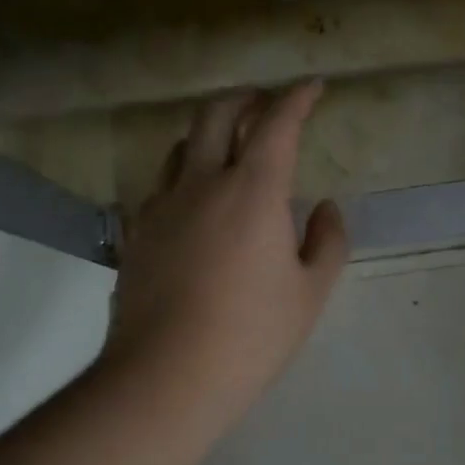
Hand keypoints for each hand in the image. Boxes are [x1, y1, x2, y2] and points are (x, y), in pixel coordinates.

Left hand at [102, 81, 347, 416]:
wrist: (165, 378)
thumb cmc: (250, 336)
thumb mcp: (310, 293)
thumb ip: (327, 241)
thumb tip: (326, 208)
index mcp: (252, 191)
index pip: (277, 124)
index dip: (297, 98)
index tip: (313, 86)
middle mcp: (202, 183)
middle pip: (216, 114)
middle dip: (246, 98)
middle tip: (266, 103)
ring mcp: (162, 205)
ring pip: (181, 144)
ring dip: (209, 132)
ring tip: (228, 146)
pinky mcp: (137, 232)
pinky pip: (161, 184)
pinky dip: (183, 174)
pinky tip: (194, 199)